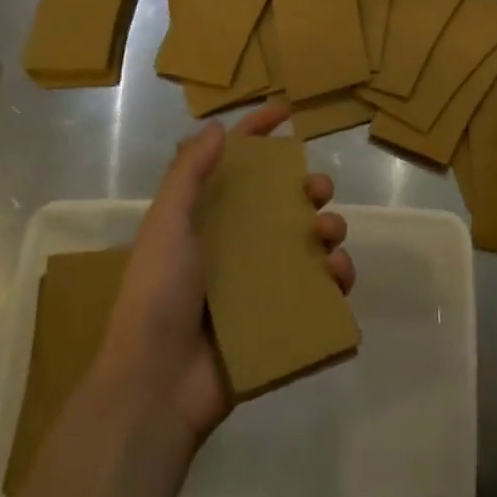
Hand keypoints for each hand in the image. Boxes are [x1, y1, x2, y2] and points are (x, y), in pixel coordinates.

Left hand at [95, 101, 353, 444]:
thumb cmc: (158, 295)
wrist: (158, 383)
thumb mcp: (166, 225)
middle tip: (317, 191)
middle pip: (283, 203)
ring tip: (327, 236)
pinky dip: (337, 276)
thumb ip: (188, 175)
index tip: (287, 113)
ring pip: (310, 243)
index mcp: (207, 220)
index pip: (236, 166)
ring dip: (329, 228)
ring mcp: (262, 283)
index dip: (258, 135)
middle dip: (308, 188)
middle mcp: (237, 245)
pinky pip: (321, 290)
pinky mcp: (282, 318)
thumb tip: (217, 128)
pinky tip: (337, 275)